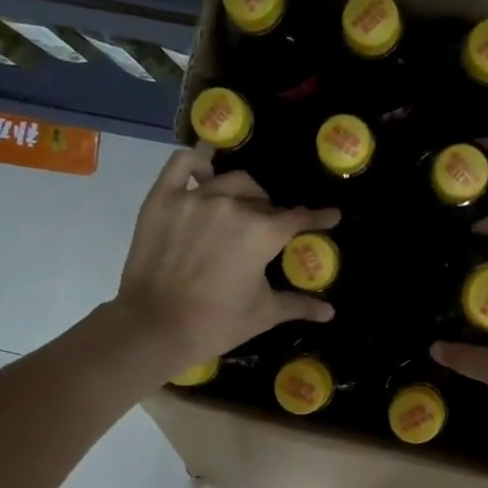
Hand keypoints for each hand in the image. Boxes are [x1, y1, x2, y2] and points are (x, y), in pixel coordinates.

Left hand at [113, 148, 337, 371]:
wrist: (156, 326)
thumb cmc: (216, 323)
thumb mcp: (263, 314)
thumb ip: (298, 305)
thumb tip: (329, 312)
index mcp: (263, 233)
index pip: (298, 218)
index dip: (318, 217)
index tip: (331, 215)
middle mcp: (233, 206)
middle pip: (262, 201)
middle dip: (272, 214)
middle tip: (267, 231)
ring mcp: (196, 198)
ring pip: (230, 180)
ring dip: (243, 193)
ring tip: (241, 206)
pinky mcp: (164, 198)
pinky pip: (183, 164)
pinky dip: (197, 161)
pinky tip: (205, 169)